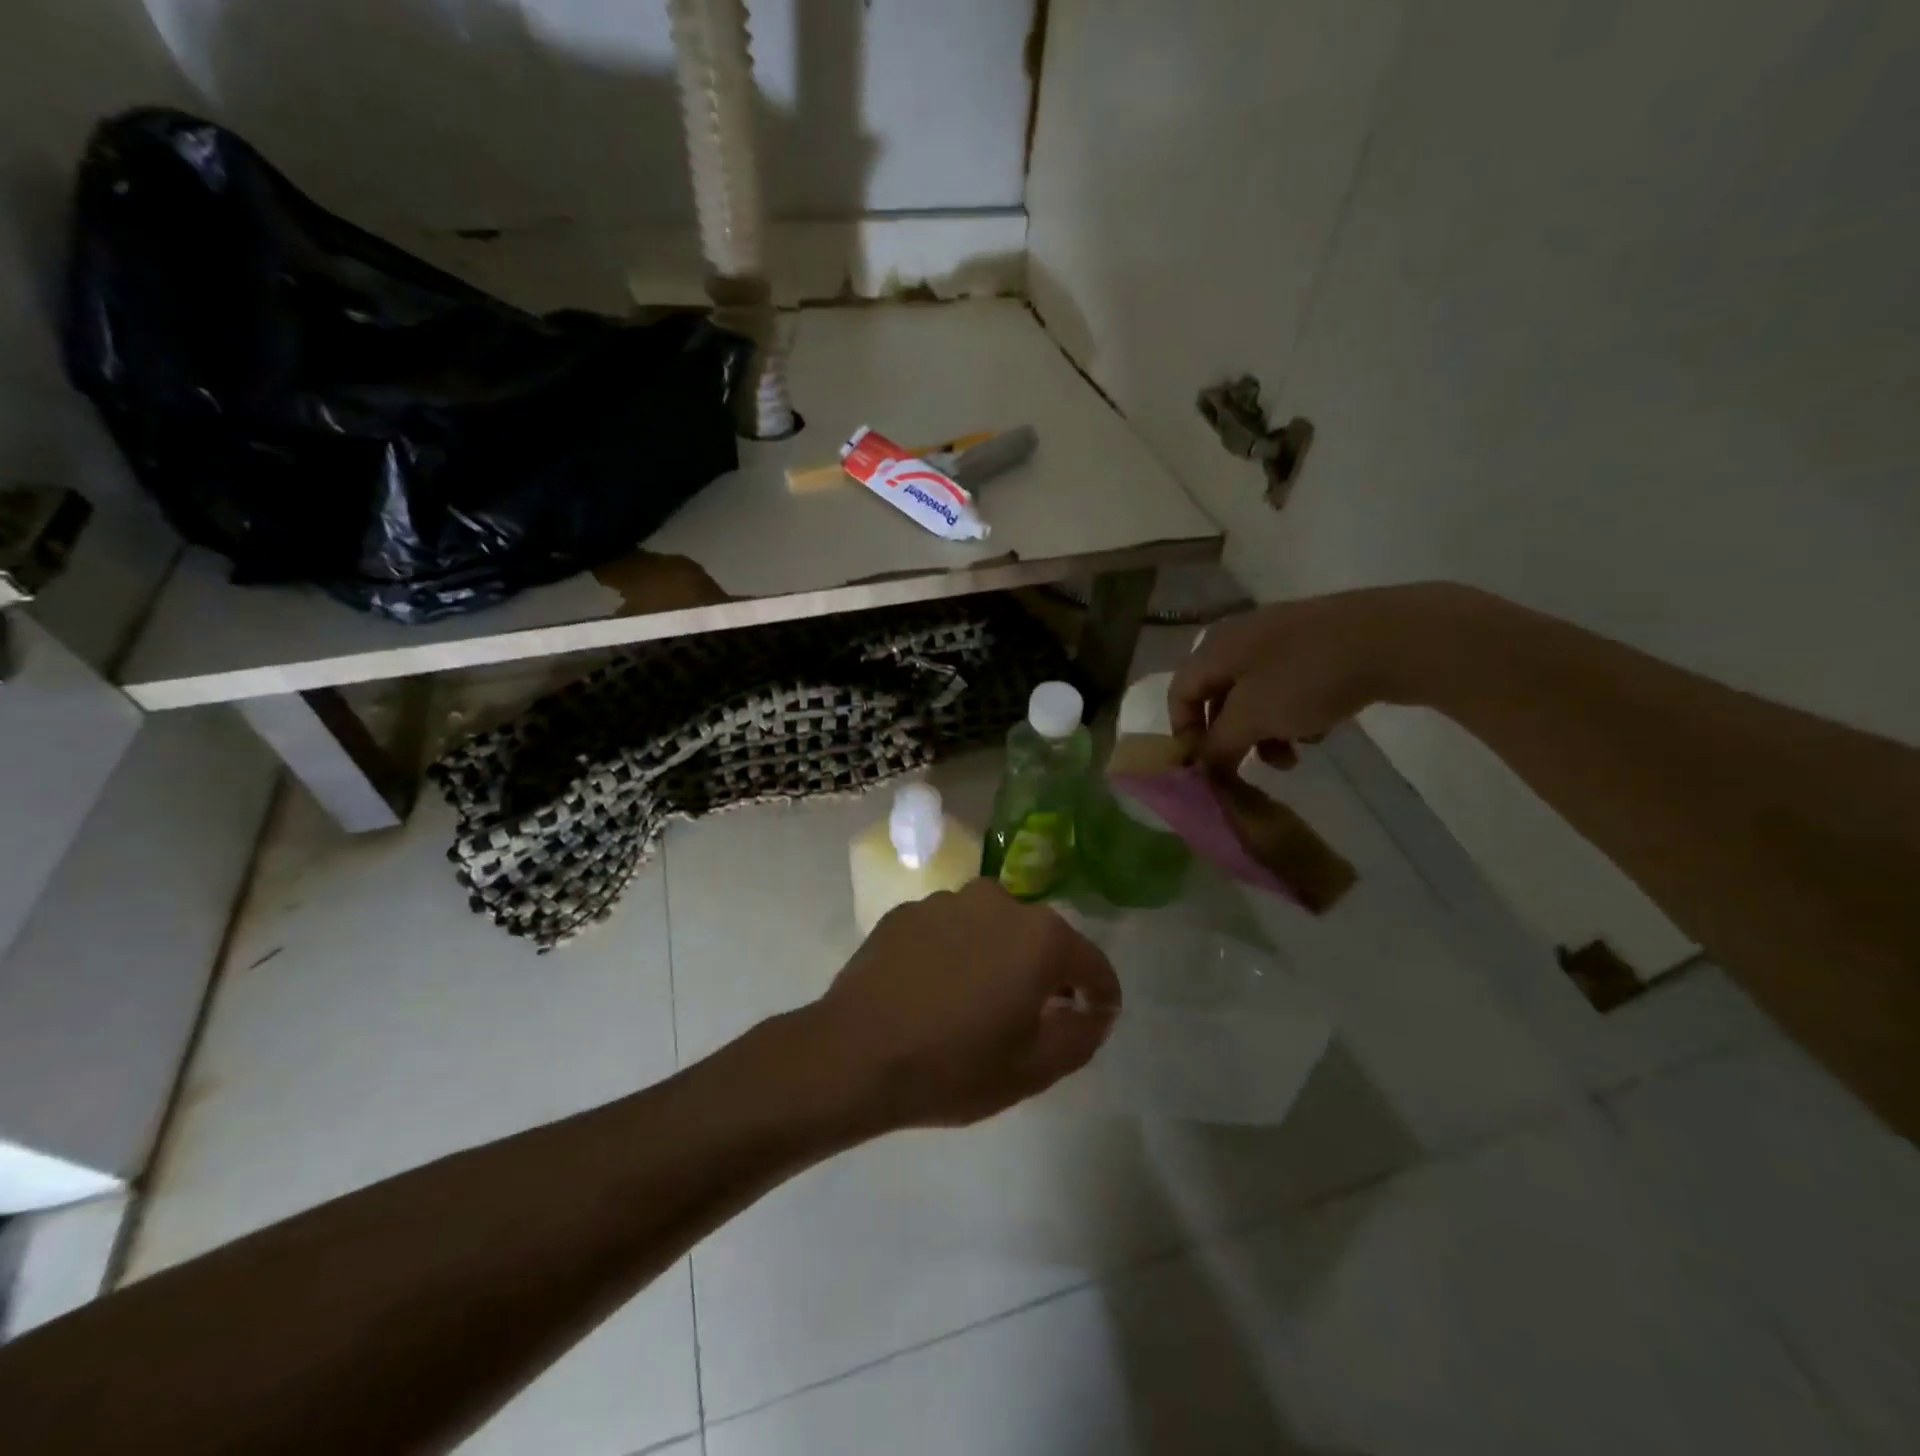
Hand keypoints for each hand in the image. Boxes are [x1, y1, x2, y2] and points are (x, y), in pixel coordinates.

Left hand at [811, 879, 1119, 1130]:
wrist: (853, 1054)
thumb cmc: (953, 1066)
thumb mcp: (1033, 1069)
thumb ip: (1081, 1035)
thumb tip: (1096, 1010)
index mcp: (1040, 937)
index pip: (1091, 963)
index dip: (1101, 994)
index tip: (1097, 1017)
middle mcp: (998, 902)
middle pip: (1041, 939)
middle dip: (1046, 973)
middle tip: (1033, 1016)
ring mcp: (947, 901)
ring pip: (992, 928)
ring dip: (998, 957)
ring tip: (977, 1001)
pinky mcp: (906, 911)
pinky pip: (949, 930)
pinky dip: (955, 952)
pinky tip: (935, 989)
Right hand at [1169, 583, 1480, 772]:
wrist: (1395, 638)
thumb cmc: (1307, 677)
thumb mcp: (1253, 718)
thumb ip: (1218, 746)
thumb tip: (1201, 768)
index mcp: (1215, 648)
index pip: (1179, 693)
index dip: (1184, 734)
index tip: (1205, 769)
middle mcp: (1240, 638)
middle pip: (1218, 697)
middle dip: (1231, 739)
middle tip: (1248, 769)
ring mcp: (1281, 638)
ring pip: (1255, 696)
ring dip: (1264, 732)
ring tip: (1291, 758)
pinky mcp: (1317, 644)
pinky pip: (1288, 687)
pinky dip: (1292, 714)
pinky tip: (1319, 730)